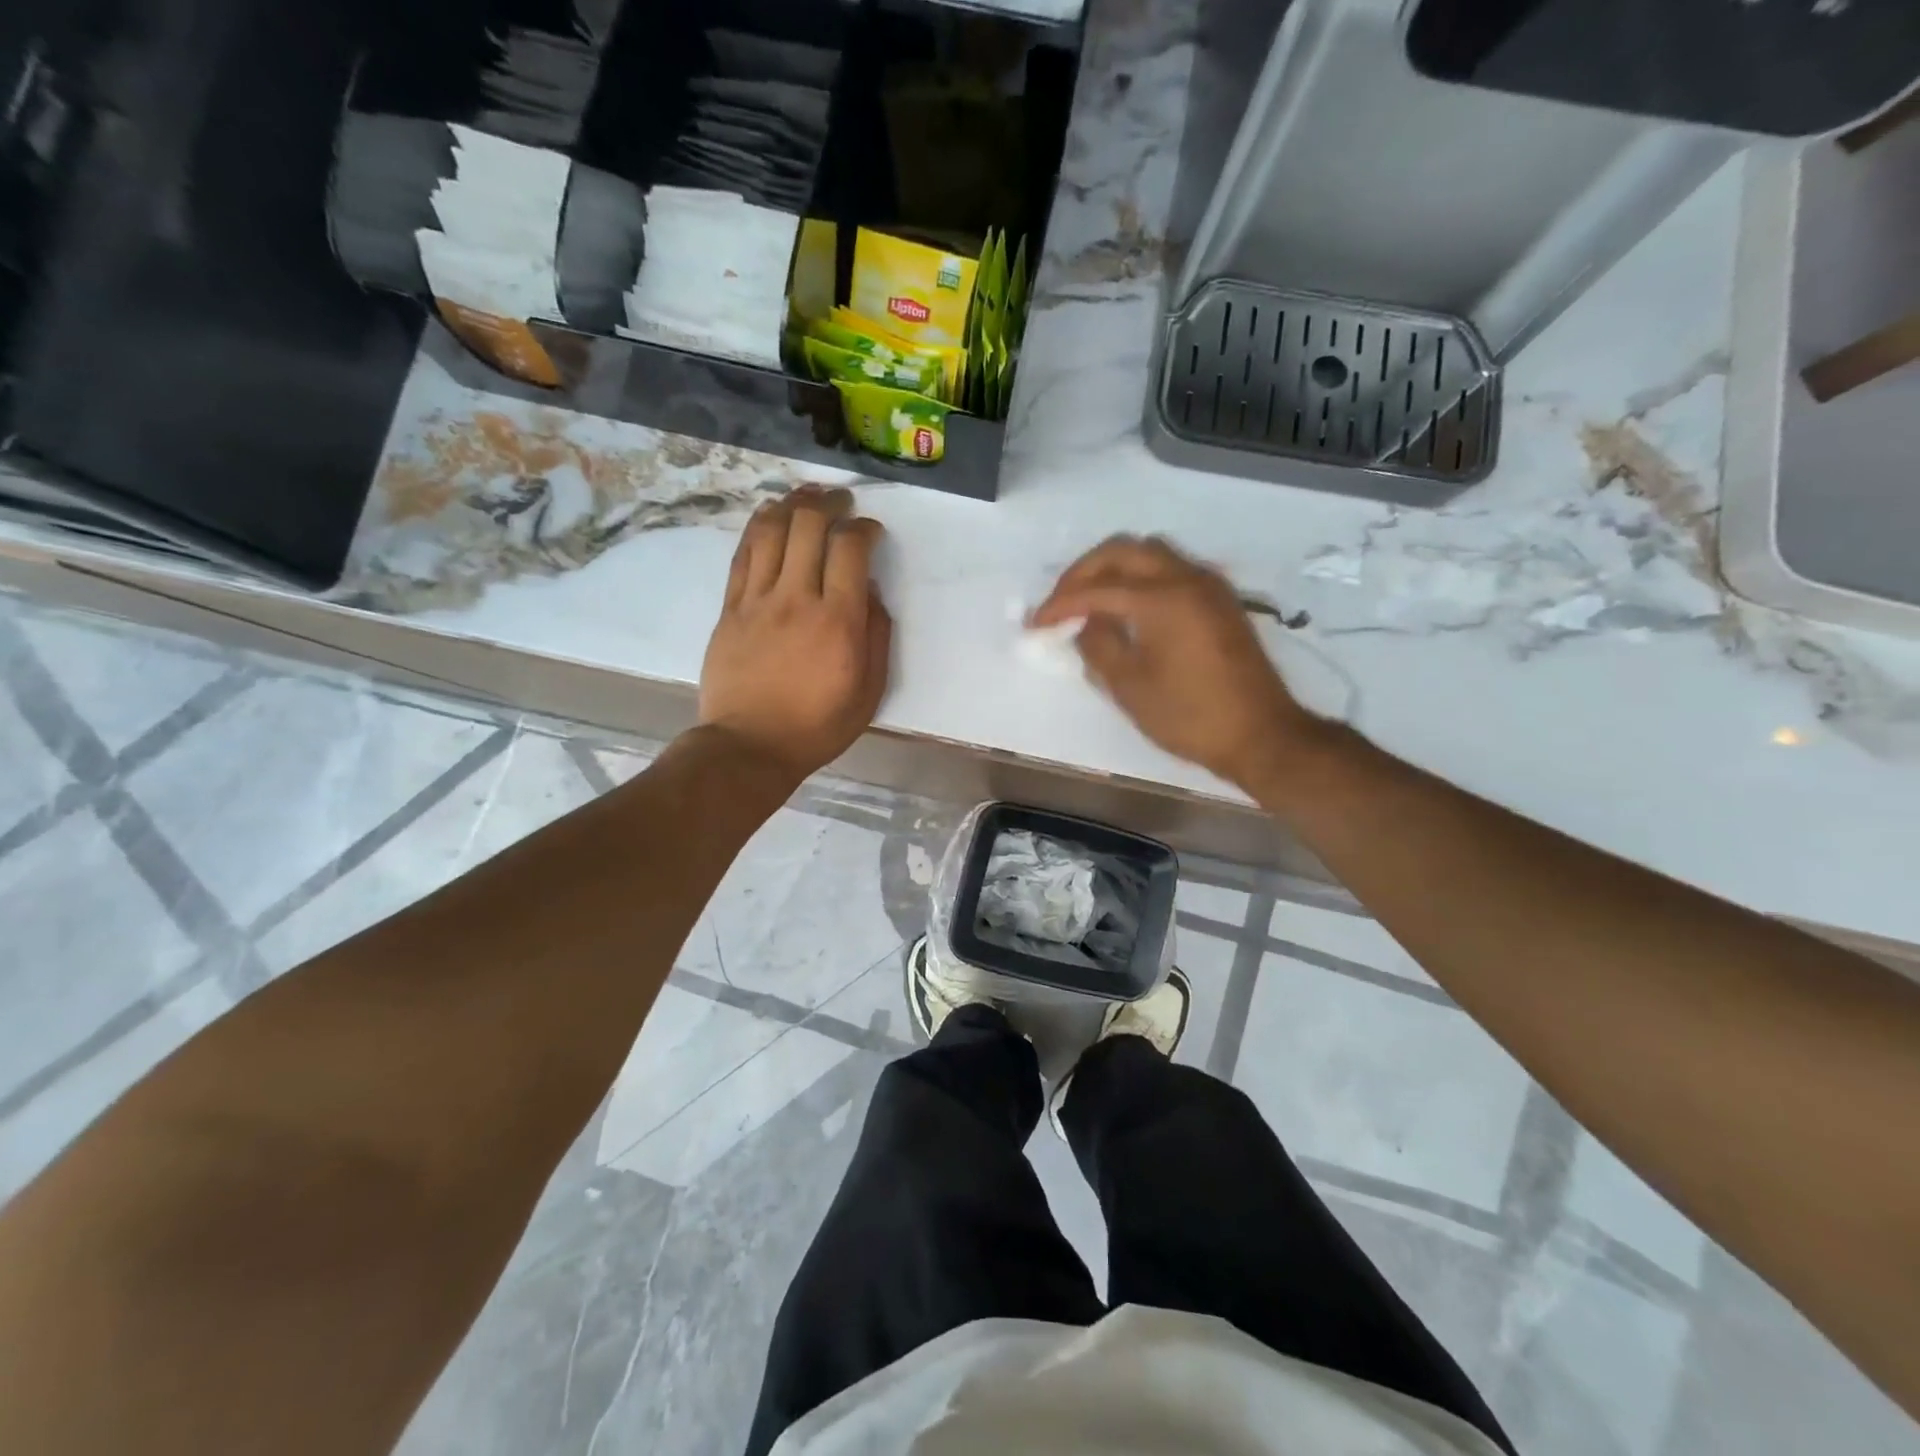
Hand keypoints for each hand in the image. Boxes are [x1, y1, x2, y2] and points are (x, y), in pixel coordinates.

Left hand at [699, 486, 891, 782]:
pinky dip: (758, 527)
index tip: (871, 531)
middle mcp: (797, 598)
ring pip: (771, 531)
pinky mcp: (731, 608)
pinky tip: (769, 516)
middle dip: (829, 503)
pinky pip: (743, 555)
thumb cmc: (818, 725)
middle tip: (841, 502)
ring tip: (805, 495)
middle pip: (808, 526)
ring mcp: (758, 600)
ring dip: (791, 504)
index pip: (850, 549)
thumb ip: (876, 636)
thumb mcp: (869, 691)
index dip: (864, 528)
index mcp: (838, 620)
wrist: (751, 746)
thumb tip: (869, 592)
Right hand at [1030, 536, 1322, 789]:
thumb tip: (1084, 623)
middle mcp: (1187, 578)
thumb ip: (1098, 646)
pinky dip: (1141, 578)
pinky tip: (1127, 609)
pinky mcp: (1219, 600)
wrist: (1260, 734)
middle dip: (1084, 571)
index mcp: (1162, 599)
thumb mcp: (1130, 687)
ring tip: (1090, 601)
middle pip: (1124, 550)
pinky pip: (1171, 569)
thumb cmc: (1189, 716)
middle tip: (1060, 601)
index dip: (1061, 604)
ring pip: (1151, 553)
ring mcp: (1208, 586)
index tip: (1036, 623)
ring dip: (1114, 568)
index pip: (1098, 588)